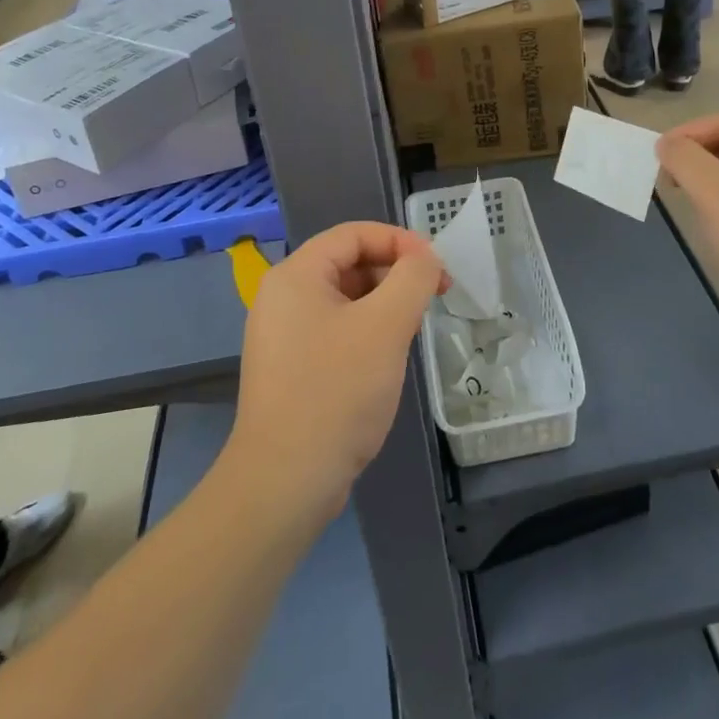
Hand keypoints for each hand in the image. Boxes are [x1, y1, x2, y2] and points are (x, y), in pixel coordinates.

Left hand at [227, 223, 448, 522]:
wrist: (284, 484)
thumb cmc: (336, 391)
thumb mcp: (385, 326)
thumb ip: (412, 278)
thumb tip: (425, 258)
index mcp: (296, 275)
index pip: (353, 234)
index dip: (399, 241)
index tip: (436, 266)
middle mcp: (283, 297)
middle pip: (348, 263)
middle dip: (394, 273)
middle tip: (433, 297)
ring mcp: (283, 335)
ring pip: (345, 299)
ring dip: (383, 304)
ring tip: (414, 329)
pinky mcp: (290, 368)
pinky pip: (335, 330)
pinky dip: (366, 332)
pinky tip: (387, 359)